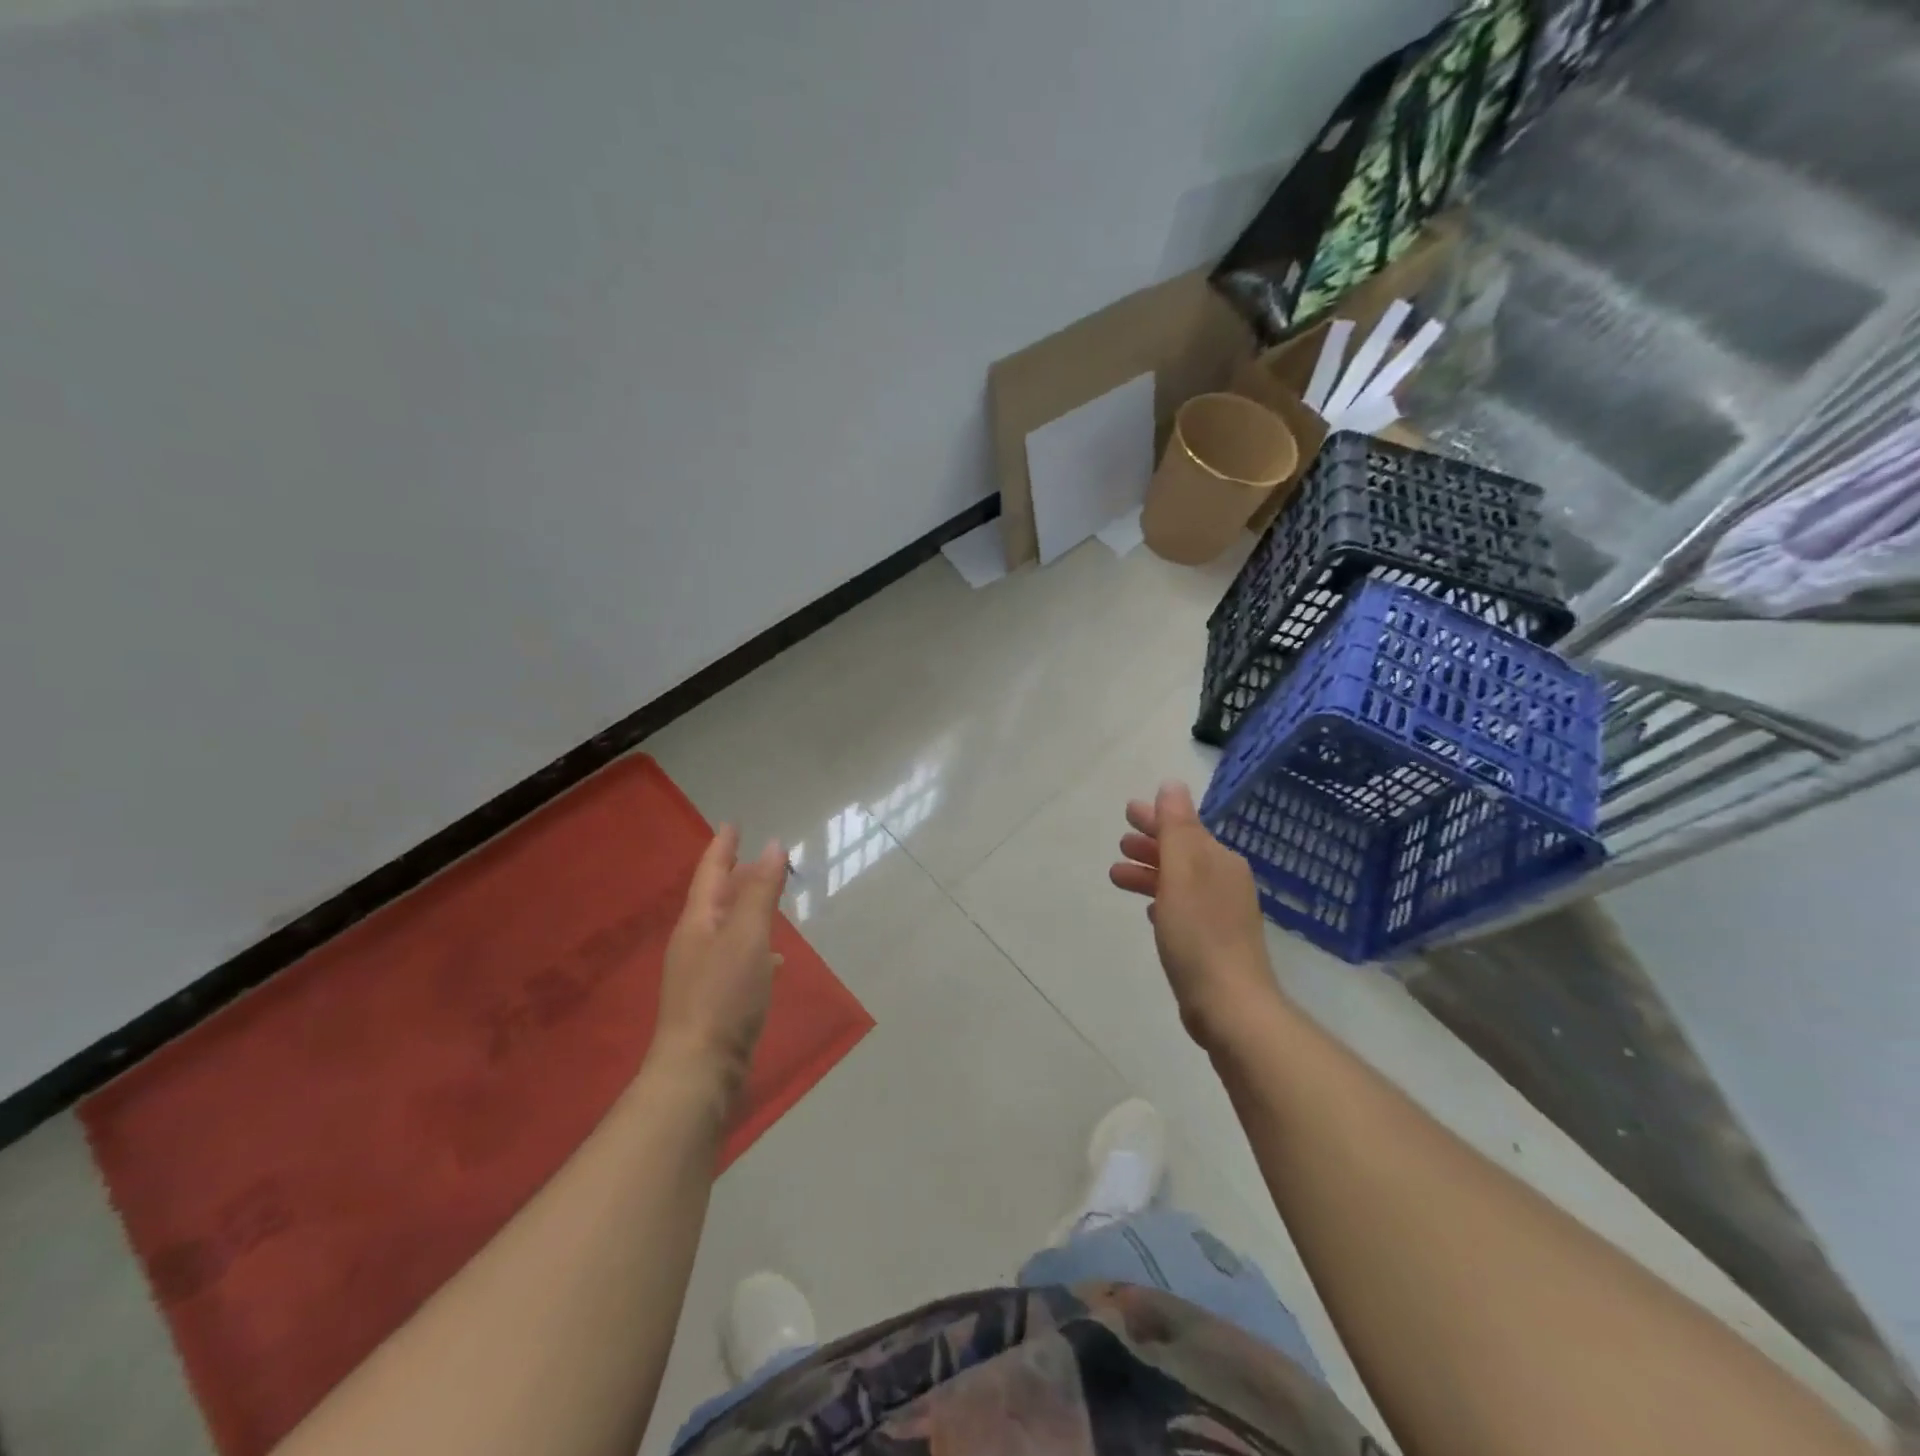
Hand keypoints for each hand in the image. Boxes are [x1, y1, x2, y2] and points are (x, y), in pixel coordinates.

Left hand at [653, 826, 787, 1097]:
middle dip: (738, 875)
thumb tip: (773, 845)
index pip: (711, 873)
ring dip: (748, 909)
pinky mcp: (716, 999)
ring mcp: (703, 973)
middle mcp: (695, 942)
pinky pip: (738, 957)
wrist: (699, 1071)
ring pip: (729, 927)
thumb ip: (760, 892)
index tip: (733, 824)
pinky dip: (756, 946)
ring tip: (771, 898)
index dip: (723, 847)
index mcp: (698, 922)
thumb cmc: (723, 996)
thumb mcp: (747, 937)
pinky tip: (775, 958)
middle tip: (760, 856)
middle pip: (718, 898)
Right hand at [1109, 782, 1283, 1050]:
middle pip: (1182, 853)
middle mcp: (1225, 882)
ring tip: (1117, 876)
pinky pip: (1183, 908)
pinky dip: (1163, 900)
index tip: (1128, 811)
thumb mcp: (1182, 871)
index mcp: (1220, 861)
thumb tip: (1172, 785)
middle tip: (1120, 842)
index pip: (1185, 828)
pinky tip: (1149, 910)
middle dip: (1151, 844)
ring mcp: (1222, 914)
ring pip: (1179, 881)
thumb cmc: (1200, 933)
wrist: (1230, 1005)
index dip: (1156, 818)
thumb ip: (1176, 827)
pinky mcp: (1213, 943)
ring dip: (1150, 873)